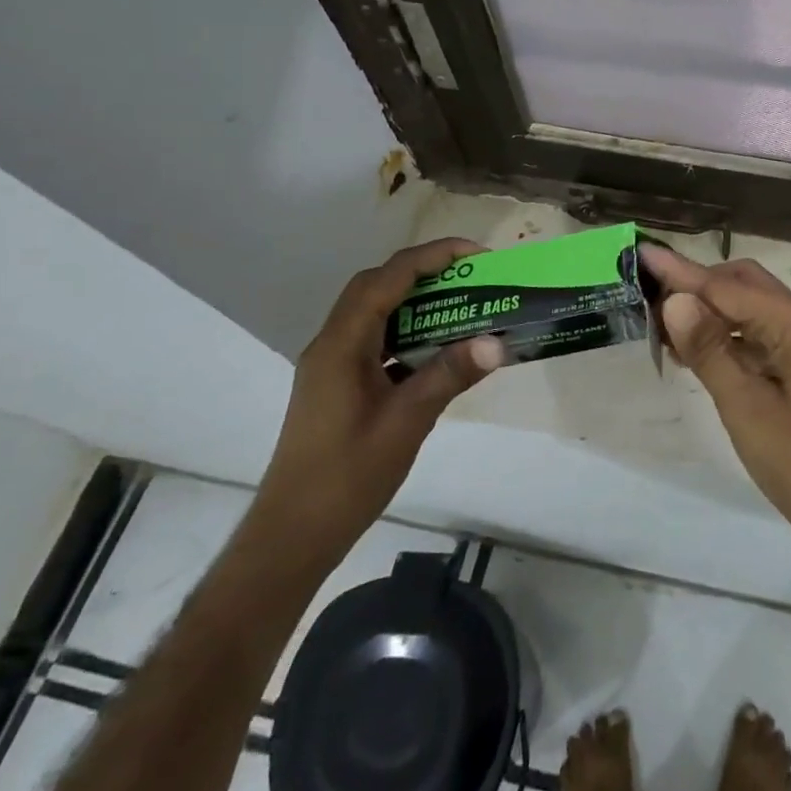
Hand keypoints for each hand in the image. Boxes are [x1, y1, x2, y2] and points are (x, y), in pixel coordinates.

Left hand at [249, 239, 503, 572]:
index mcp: (342, 344)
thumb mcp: (407, 422)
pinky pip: (377, 341)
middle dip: (425, 271)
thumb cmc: (346, 477)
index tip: (477, 255)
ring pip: (376, 313)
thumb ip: (449, 375)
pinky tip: (438, 350)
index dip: (433, 257)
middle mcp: (332, 344)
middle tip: (472, 277)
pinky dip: (409, 333)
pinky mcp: (339, 385)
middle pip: (377, 286)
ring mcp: (333, 365)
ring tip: (463, 305)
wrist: (293, 535)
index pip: (388, 278)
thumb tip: (497, 342)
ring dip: (417, 301)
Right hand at [641, 244, 790, 609]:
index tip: (642, 252)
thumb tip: (674, 300)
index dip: (680, 272)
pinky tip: (691, 349)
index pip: (726, 288)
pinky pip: (754, 337)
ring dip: (707, 310)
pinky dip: (723, 336)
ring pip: (748, 310)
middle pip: (741, 286)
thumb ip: (710, 350)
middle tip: (648, 291)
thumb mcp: (747, 407)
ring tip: (659, 318)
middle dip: (695, 284)